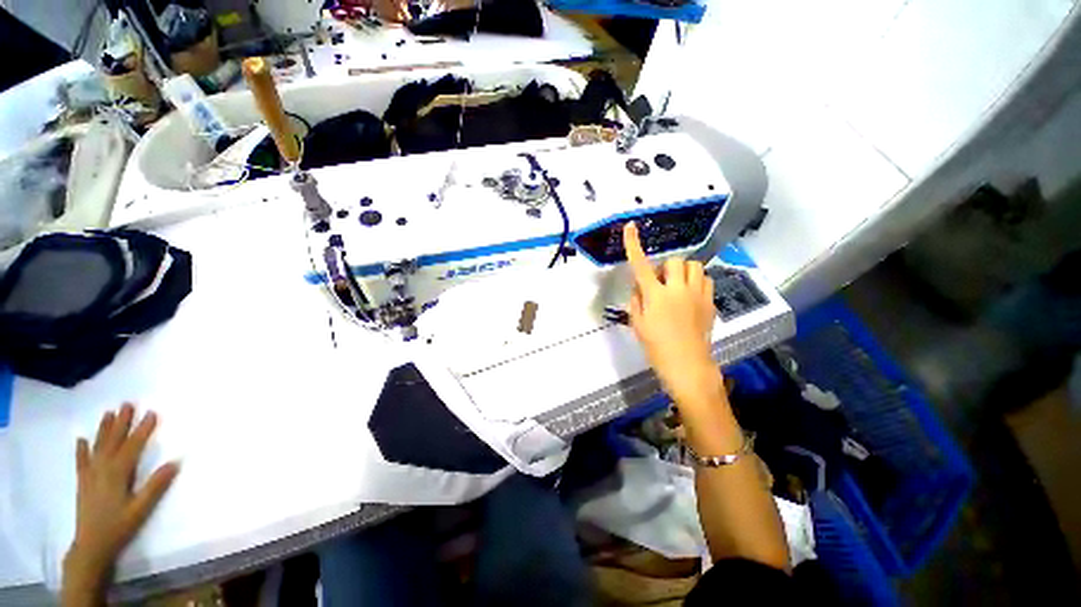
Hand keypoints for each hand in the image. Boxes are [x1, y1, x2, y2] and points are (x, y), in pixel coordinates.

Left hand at [62, 404, 178, 601]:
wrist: (91, 546)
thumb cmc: (119, 527)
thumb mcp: (141, 509)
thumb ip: (156, 486)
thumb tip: (175, 462)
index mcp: (118, 474)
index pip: (133, 446)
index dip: (143, 429)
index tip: (152, 413)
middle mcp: (102, 469)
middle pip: (113, 441)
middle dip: (121, 422)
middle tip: (127, 404)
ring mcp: (90, 475)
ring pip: (98, 447)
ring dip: (104, 429)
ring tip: (109, 413)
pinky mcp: (83, 482)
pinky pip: (81, 461)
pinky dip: (82, 449)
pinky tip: (82, 440)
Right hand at [623, 222, 720, 407]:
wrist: (687, 365)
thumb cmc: (657, 347)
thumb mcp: (638, 324)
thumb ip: (636, 300)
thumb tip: (640, 286)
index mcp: (656, 296)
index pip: (641, 265)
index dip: (634, 245)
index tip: (630, 227)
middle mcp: (678, 289)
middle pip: (674, 261)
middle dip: (665, 267)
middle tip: (660, 283)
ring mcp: (698, 295)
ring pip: (694, 266)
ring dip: (682, 271)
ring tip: (677, 286)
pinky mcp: (710, 302)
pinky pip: (705, 279)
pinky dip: (696, 281)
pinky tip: (690, 294)